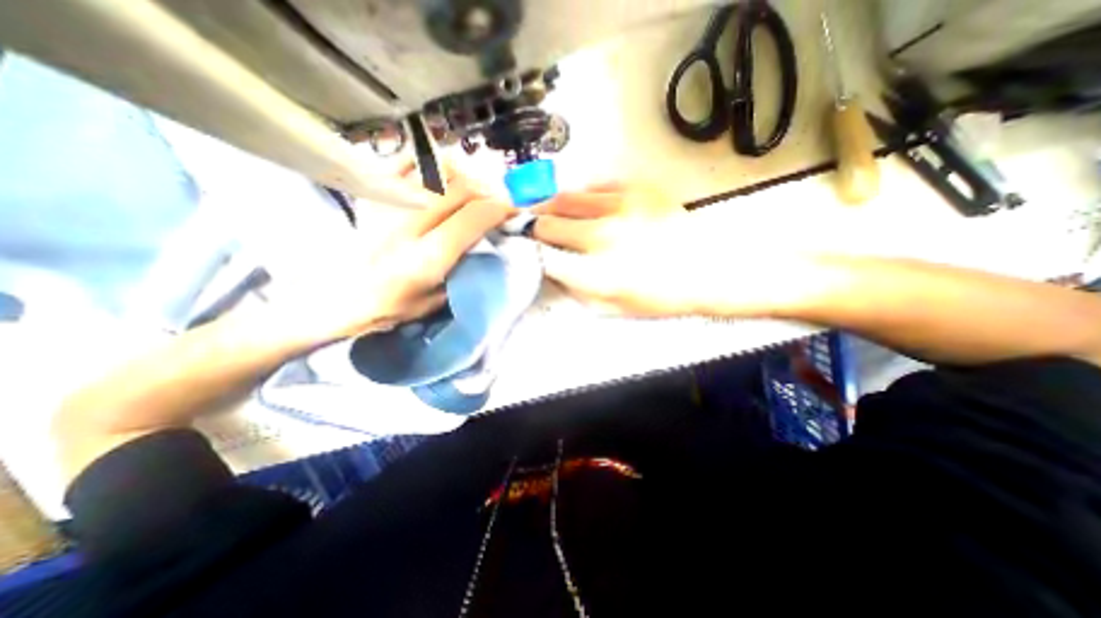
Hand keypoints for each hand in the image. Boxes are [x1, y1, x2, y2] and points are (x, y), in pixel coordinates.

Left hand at [280, 165, 510, 340]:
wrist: (332, 297)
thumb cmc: (388, 307)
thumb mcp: (435, 302)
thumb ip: (463, 271)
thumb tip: (486, 243)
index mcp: (425, 258)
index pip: (473, 217)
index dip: (500, 209)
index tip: (513, 213)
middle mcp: (407, 224)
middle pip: (460, 189)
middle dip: (487, 193)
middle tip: (496, 203)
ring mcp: (387, 203)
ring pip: (437, 171)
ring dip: (465, 178)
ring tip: (474, 192)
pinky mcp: (373, 193)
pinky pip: (408, 163)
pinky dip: (432, 165)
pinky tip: (442, 179)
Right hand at [531, 181, 796, 318]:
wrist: (708, 270)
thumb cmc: (659, 296)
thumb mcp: (613, 308)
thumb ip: (576, 291)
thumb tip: (552, 270)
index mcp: (595, 273)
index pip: (543, 256)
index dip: (529, 252)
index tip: (526, 250)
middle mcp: (602, 237)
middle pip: (548, 223)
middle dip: (535, 227)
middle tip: (532, 228)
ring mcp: (620, 208)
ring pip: (566, 198)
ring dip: (553, 207)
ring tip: (551, 212)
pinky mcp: (636, 190)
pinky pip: (595, 185)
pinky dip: (582, 194)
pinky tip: (584, 204)